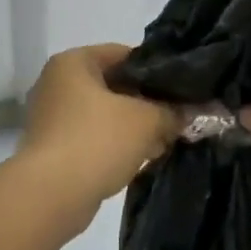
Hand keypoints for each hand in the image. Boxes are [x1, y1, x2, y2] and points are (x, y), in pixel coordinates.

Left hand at [15, 45, 178, 220]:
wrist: (51, 195)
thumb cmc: (97, 142)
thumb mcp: (147, 121)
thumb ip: (174, 111)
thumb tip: (199, 111)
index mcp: (73, 62)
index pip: (125, 54)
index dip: (158, 70)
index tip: (184, 88)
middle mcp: (57, 84)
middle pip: (114, 86)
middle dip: (148, 103)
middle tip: (179, 117)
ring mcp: (52, 118)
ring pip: (105, 115)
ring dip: (134, 127)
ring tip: (166, 140)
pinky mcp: (53, 149)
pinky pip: (94, 138)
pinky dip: (116, 146)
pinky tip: (142, 159)